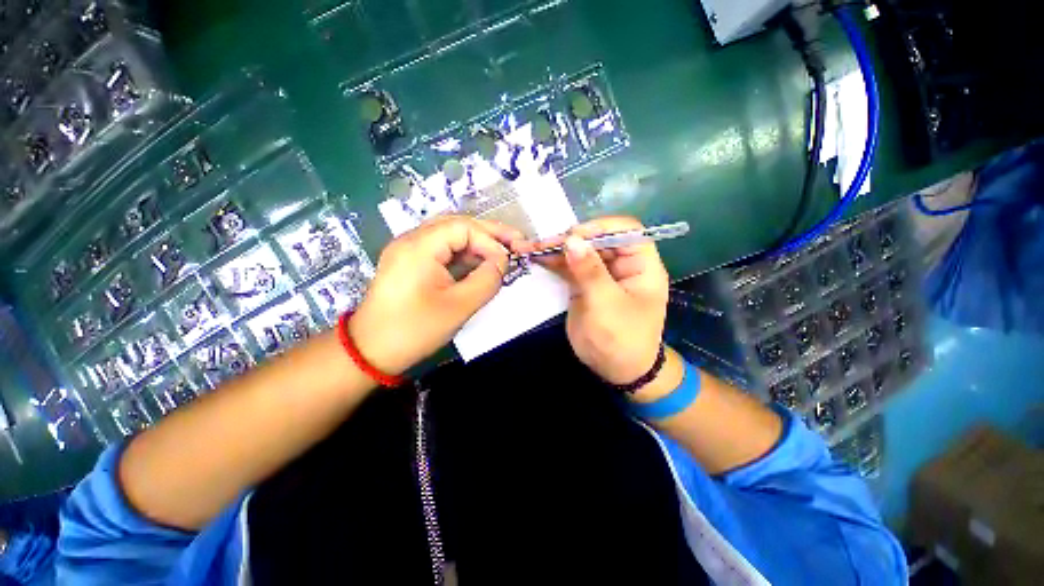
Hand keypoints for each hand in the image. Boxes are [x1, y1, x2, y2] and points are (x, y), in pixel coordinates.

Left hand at [349, 216, 521, 374]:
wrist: (370, 353)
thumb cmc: (414, 330)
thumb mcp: (458, 307)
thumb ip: (487, 280)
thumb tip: (502, 262)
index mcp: (419, 246)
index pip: (464, 228)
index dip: (490, 241)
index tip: (508, 261)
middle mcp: (412, 241)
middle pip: (457, 226)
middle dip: (488, 235)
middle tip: (516, 242)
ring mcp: (409, 251)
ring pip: (451, 238)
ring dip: (477, 245)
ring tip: (502, 253)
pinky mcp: (411, 264)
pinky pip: (442, 252)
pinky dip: (464, 256)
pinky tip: (479, 265)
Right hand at [517, 216, 669, 384]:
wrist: (616, 370)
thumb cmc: (622, 339)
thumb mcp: (607, 305)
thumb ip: (590, 272)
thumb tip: (572, 240)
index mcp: (641, 265)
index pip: (626, 231)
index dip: (601, 228)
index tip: (574, 236)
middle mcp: (622, 264)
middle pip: (597, 239)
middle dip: (571, 239)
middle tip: (544, 243)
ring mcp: (601, 274)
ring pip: (580, 252)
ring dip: (557, 249)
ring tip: (532, 247)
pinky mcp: (584, 284)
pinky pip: (569, 267)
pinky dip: (553, 262)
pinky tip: (536, 257)